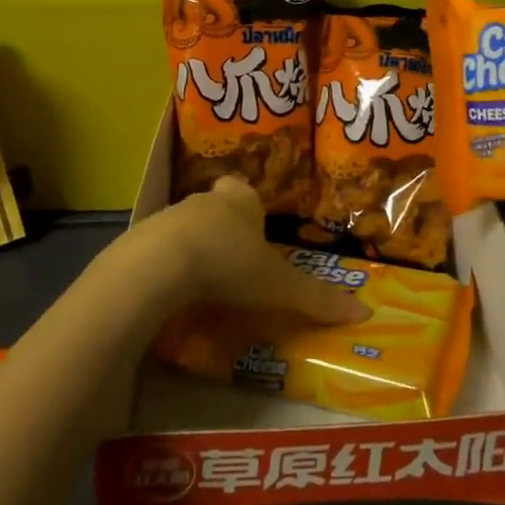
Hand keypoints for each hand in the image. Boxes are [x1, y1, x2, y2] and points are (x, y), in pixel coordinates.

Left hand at [136, 177, 370, 324]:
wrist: (158, 265)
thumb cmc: (228, 263)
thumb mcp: (278, 286)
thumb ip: (317, 298)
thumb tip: (365, 312)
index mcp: (240, 201)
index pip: (246, 192)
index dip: (249, 207)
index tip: (254, 229)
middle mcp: (205, 201)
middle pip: (216, 207)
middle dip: (223, 227)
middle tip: (233, 259)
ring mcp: (169, 217)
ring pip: (186, 226)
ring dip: (194, 247)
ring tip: (204, 283)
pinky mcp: (140, 240)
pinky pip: (158, 250)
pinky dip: (167, 267)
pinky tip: (172, 294)